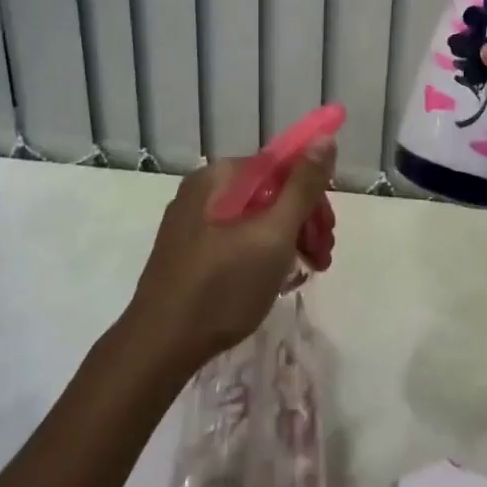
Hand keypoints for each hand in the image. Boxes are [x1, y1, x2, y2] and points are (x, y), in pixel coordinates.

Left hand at [126, 137, 336, 366]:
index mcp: (220, 176)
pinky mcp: (187, 253)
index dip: (312, 195)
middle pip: (268, 193)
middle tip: (321, 258)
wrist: (158, 348)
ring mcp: (192, 223)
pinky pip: (235, 239)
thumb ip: (303, 187)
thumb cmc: (223, 286)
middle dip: (302, 221)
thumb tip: (325, 138)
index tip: (328, 231)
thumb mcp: (274, 234)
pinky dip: (260, 254)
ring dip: (286, 240)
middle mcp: (203, 190)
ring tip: (304, 273)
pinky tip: (273, 281)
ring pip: (254, 219)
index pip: (281, 167)